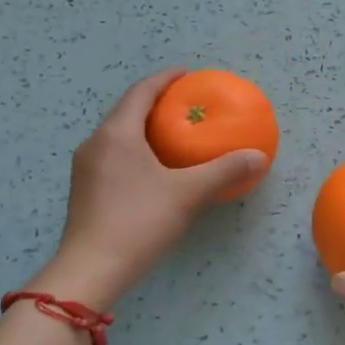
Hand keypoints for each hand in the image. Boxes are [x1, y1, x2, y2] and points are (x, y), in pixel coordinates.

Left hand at [39, 69, 268, 307]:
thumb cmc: (138, 222)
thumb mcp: (188, 194)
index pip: (141, 91)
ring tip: (172, 134)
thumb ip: (224, 171)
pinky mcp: (84, 190)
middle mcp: (95, 143)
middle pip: (126, 111)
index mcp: (117, 133)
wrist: (90, 270)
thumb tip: (260, 156)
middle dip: (155, 103)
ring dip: (143, 128)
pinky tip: (152, 169)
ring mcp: (85, 168)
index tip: (187, 74)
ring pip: (117, 135)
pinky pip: (112, 156)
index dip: (165, 79)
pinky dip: (134, 150)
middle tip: (185, 105)